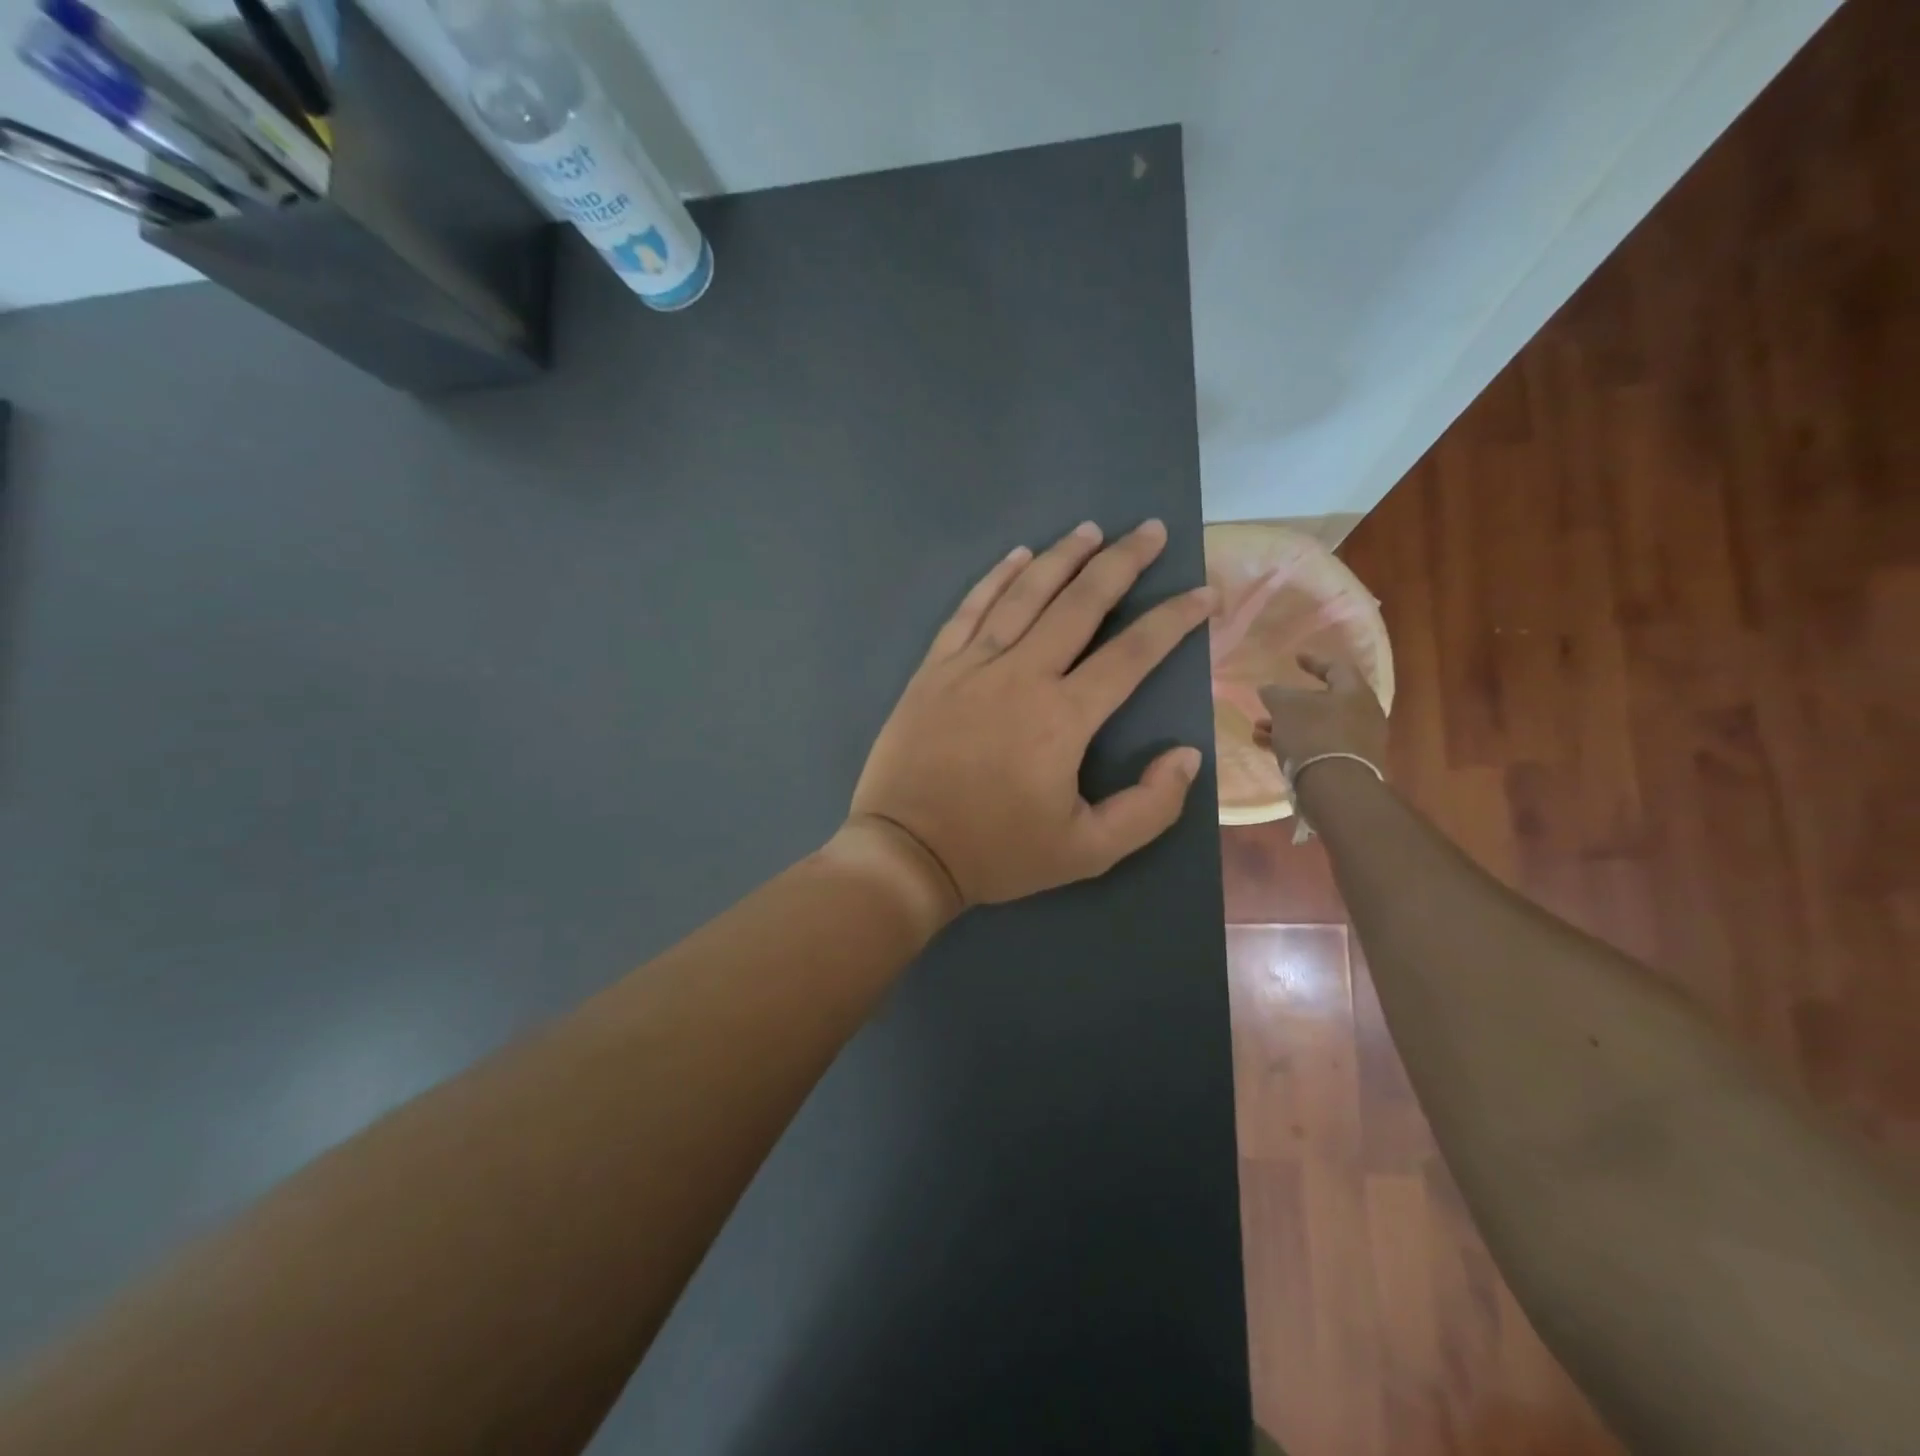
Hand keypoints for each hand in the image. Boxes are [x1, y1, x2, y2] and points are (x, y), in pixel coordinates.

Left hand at [848, 520, 1215, 913]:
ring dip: (1062, 557)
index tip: (1203, 594)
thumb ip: (1148, 808)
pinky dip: (995, 579)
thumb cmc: (997, 853)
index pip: (1133, 653)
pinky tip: (1017, 557)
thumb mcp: (1087, 851)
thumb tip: (1186, 755)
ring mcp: (971, 666)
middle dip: (1122, 562)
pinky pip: (969, 610)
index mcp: (1063, 717)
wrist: (906, 852)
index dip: (1174, 619)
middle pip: (1080, 603)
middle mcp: (1021, 675)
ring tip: (1091, 529)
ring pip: (1024, 595)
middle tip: (1150, 530)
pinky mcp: (934, 669)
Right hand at [1256, 653, 1388, 774]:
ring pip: (1317, 726)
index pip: (1336, 667)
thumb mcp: (1285, 706)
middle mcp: (1363, 715)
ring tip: (1259, 731)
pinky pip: (1318, 746)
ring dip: (1287, 726)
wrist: (1335, 787)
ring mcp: (1358, 742)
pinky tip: (1268, 748)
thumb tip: (1269, 689)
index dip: (1314, 661)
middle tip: (1270, 704)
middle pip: (1324, 701)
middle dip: (1292, 704)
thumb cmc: (1312, 734)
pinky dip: (1295, 743)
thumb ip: (1275, 693)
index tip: (1296, 658)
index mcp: (1355, 692)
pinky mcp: (1348, 765)